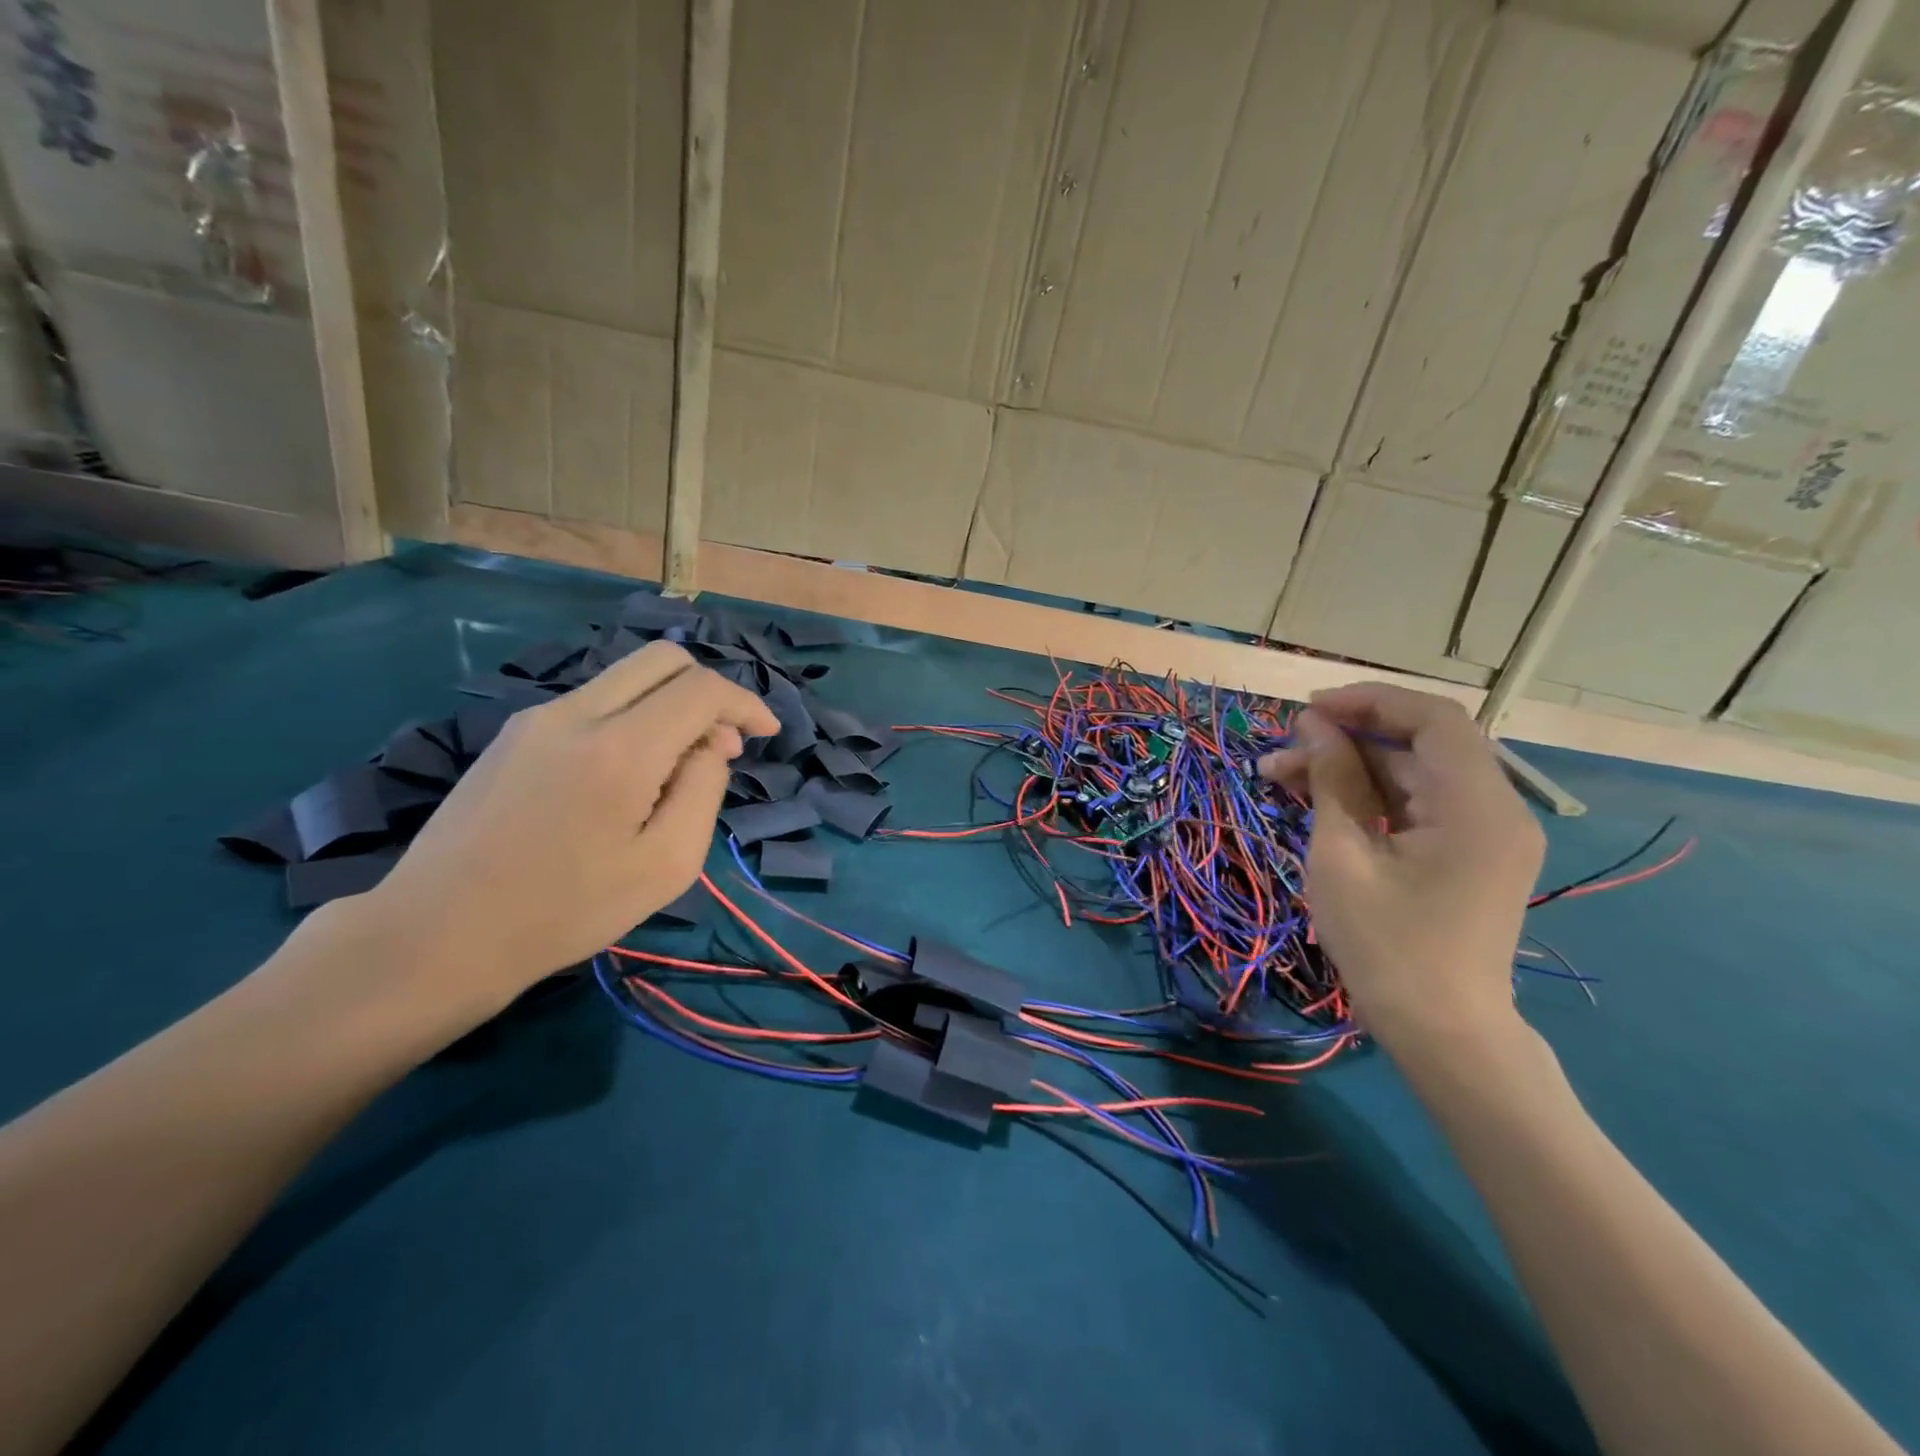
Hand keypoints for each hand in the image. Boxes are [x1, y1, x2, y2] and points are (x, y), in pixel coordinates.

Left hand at [353, 642, 777, 1019]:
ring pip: (626, 677)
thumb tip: (709, 746)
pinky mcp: (514, 734)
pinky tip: (628, 774)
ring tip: (678, 767)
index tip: (766, 734)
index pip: (701, 688)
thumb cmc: (567, 910)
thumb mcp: (666, 864)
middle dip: (708, 689)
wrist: (439, 934)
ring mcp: (538, 718)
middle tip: (723, 744)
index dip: (745, 704)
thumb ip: (703, 789)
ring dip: (669, 704)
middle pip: (662, 659)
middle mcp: (577, 713)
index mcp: (620, 748)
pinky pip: (593, 702)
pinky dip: (632, 717)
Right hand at [1259, 682, 1543, 1051]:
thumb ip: (1333, 781)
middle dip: (1346, 738)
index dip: (1369, 701)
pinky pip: (1417, 805)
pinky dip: (1369, 798)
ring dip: (1348, 769)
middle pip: (1419, 745)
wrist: (1441, 1032)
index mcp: (1477, 806)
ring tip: (1279, 777)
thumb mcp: (1343, 856)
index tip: (1308, 709)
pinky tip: (1315, 801)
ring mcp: (1484, 833)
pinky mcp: (1467, 854)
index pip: (1433, 719)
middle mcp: (1495, 809)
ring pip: (1411, 774)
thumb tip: (1313, 726)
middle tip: (1281, 750)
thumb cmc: (1386, 946)